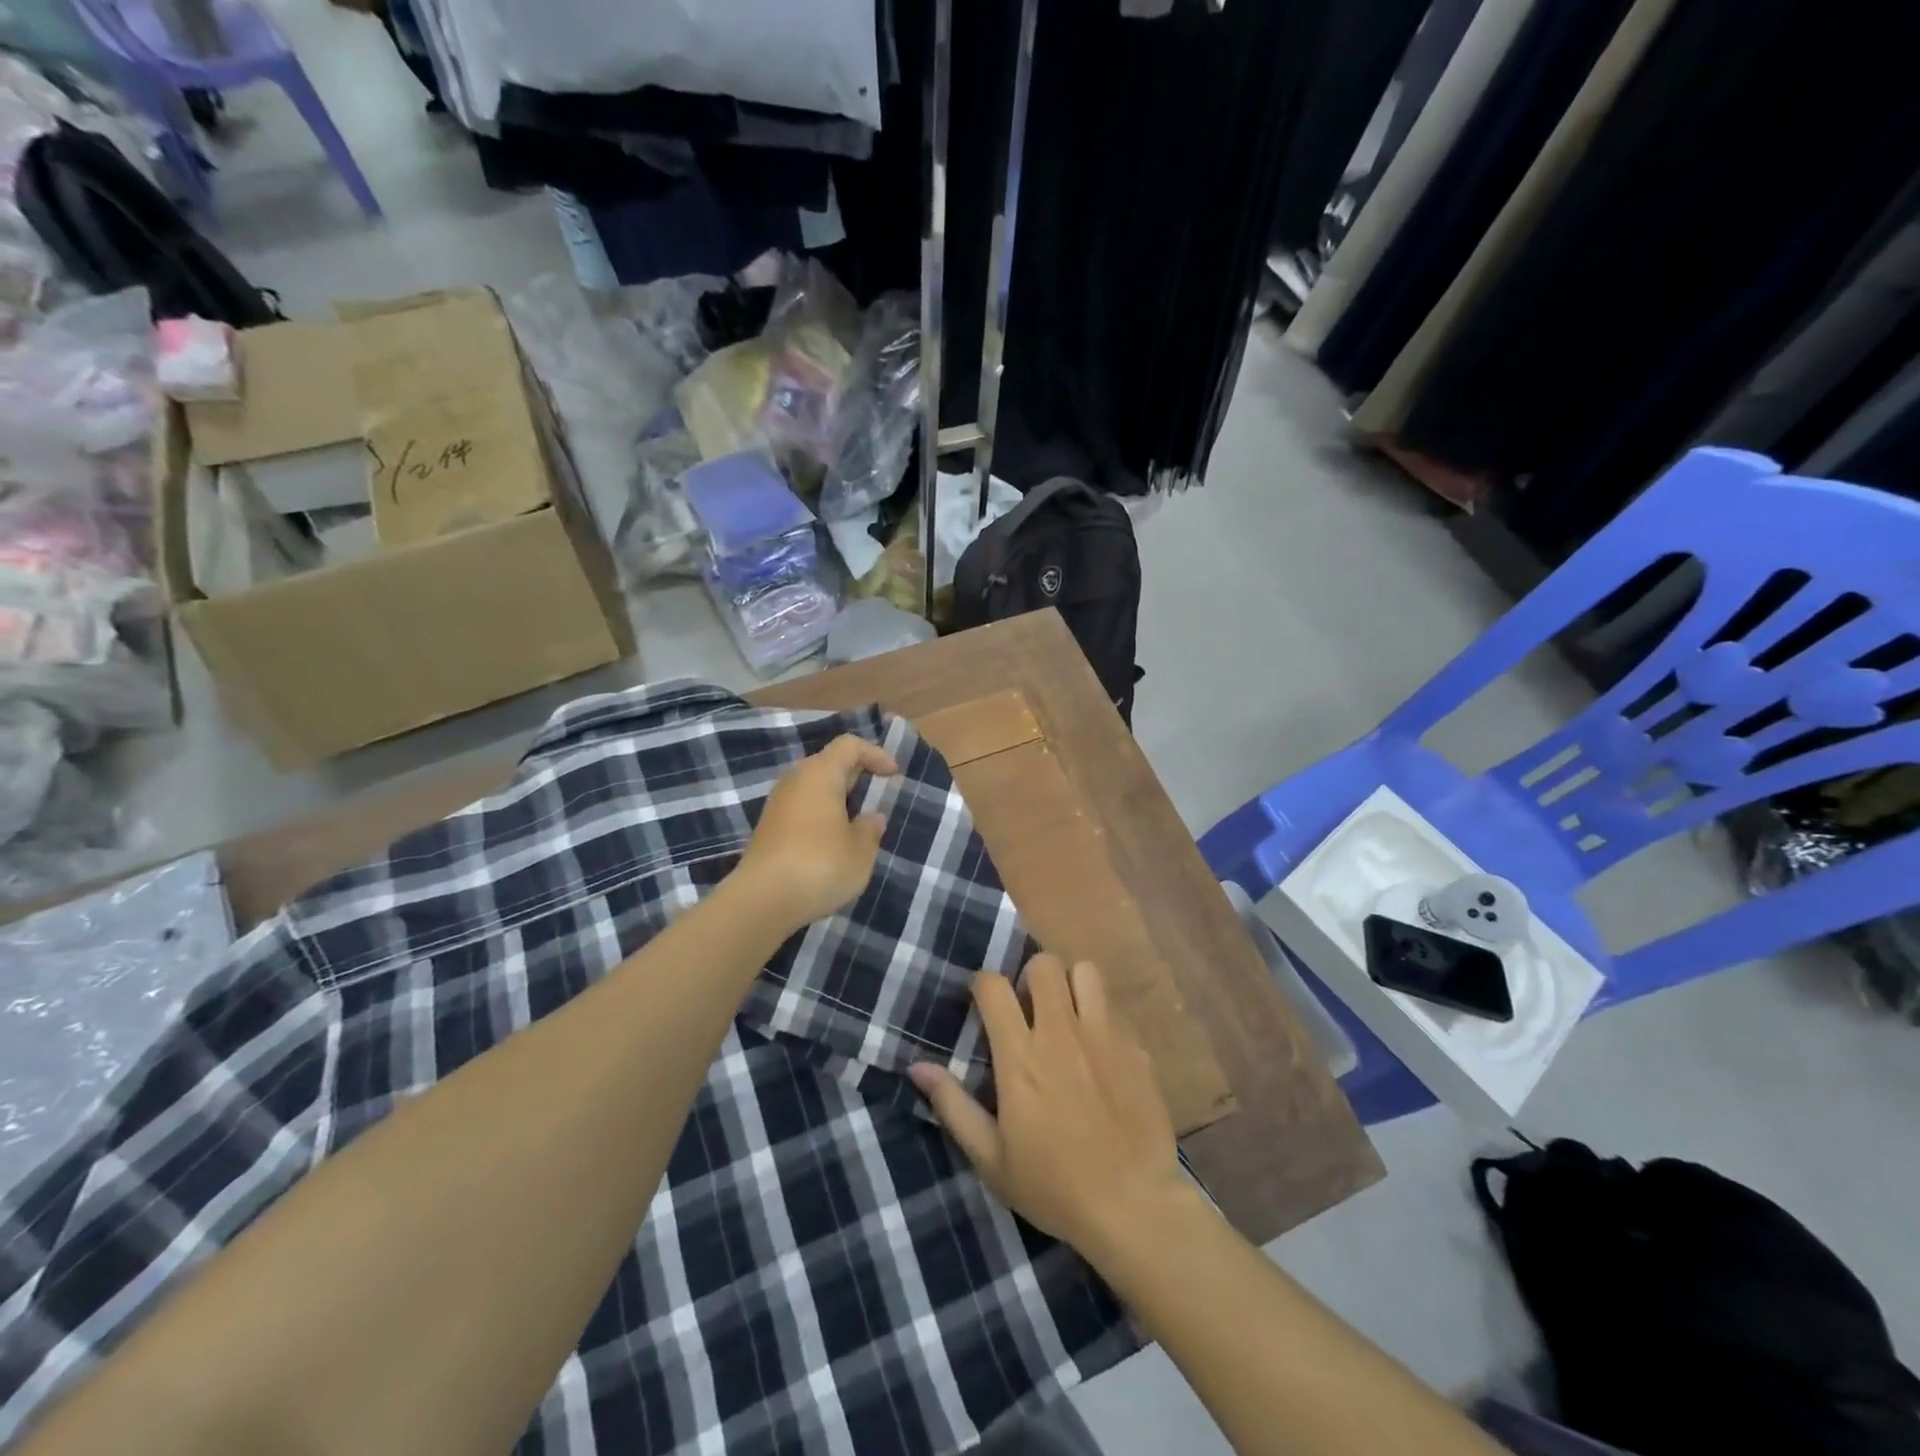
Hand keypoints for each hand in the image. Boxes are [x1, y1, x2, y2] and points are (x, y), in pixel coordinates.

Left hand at [734, 734, 899, 930]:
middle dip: (855, 776)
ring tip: (856, 824)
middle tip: (876, 797)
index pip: (849, 745)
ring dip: (836, 799)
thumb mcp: (860, 851)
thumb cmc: (820, 865)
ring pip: (812, 788)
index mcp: (820, 773)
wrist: (762, 901)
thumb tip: (871, 818)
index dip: (875, 754)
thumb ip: (870, 829)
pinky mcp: (768, 829)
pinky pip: (801, 809)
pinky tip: (831, 844)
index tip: (893, 775)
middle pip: (828, 763)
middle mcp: (795, 780)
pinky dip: (820, 817)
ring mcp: (777, 805)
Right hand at [909, 955, 1190, 1259]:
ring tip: (1068, 1015)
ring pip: (1085, 972)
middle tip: (1030, 1009)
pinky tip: (1100, 1048)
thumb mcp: (991, 1159)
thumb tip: (916, 1067)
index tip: (984, 1004)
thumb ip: (953, 1106)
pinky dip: (1102, 1015)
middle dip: (1031, 977)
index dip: (984, 986)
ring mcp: (1104, 1035)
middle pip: (1044, 964)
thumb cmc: (1054, 1187)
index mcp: (1021, 1057)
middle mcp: (1061, 1033)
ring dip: (1072, 985)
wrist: (1134, 1208)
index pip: (994, 986)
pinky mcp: (1136, 1047)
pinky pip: (1115, 1007)